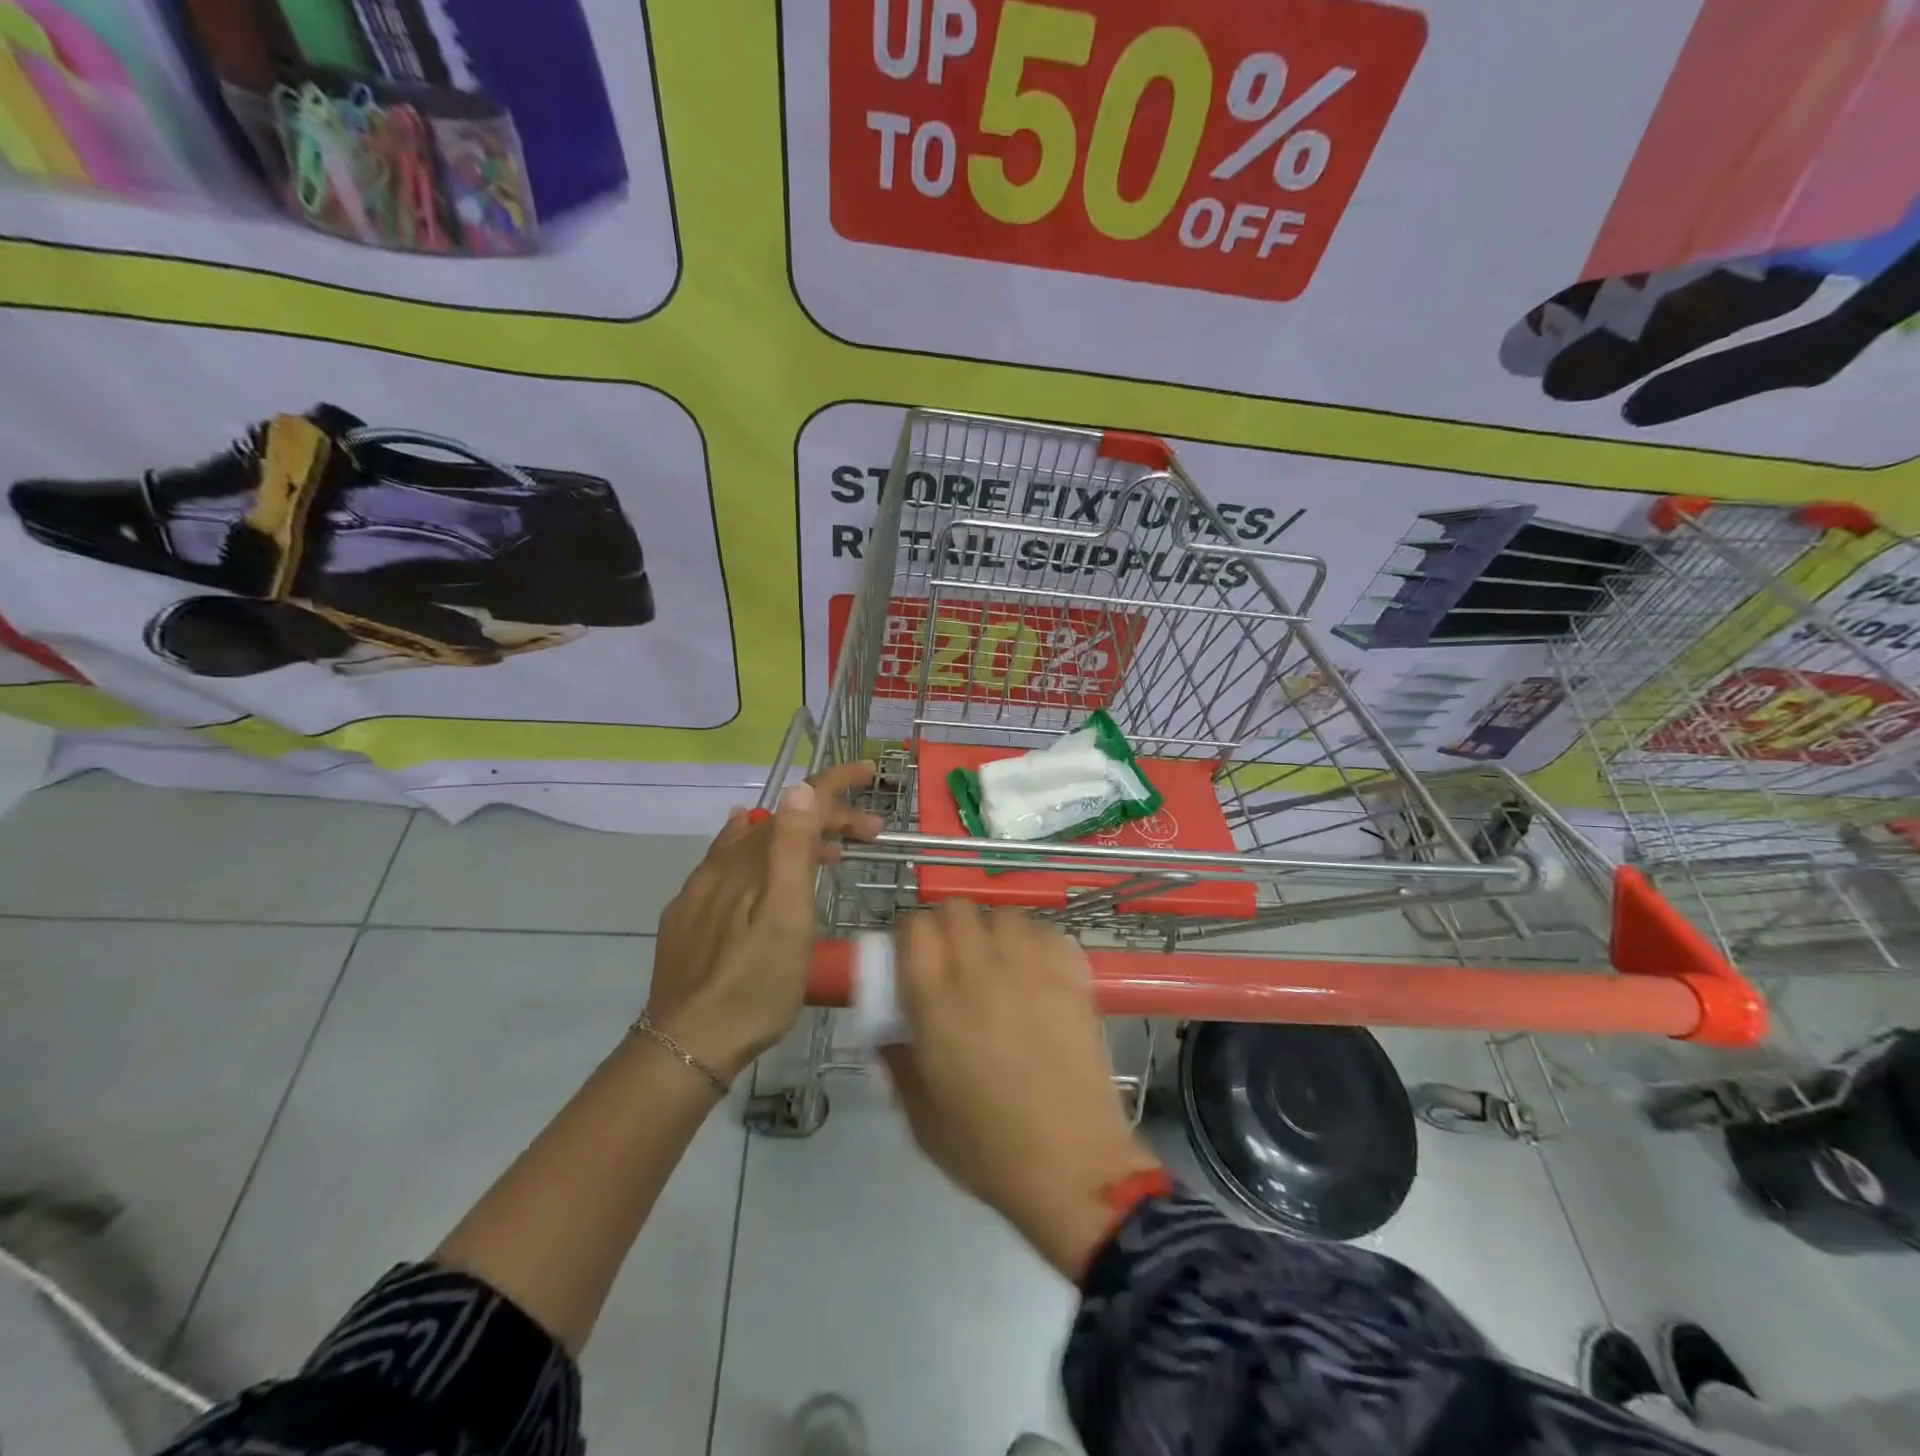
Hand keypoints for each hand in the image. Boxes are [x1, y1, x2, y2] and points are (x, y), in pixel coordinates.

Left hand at [646, 762, 883, 1080]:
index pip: (797, 802)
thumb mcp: (786, 916)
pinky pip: (727, 863)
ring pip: (755, 842)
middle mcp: (724, 862)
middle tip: (870, 835)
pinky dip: (757, 852)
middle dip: (829, 817)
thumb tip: (800, 787)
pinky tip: (757, 863)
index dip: (836, 782)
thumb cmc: (755, 981)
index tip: (870, 772)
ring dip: (797, 837)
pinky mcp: (689, 915)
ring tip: (829, 853)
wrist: (689, 1042)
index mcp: (753, 859)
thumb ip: (792, 849)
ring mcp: (702, 888)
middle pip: (781, 821)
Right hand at [882, 902, 1160, 1277]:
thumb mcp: (920, 1118)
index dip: (911, 936)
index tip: (913, 957)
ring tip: (998, 963)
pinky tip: (1035, 971)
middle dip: (948, 926)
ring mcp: (1031, 969)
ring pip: (1004, 915)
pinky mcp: (1071, 978)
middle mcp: (980, 971)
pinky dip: (1036, 941)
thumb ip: (898, 1064)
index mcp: (935, 1001)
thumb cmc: (988, 1149)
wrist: (1073, 1167)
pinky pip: (1047, 932)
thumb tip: (890, 1035)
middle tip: (952, 960)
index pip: (915, 928)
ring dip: (993, 931)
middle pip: (957, 909)